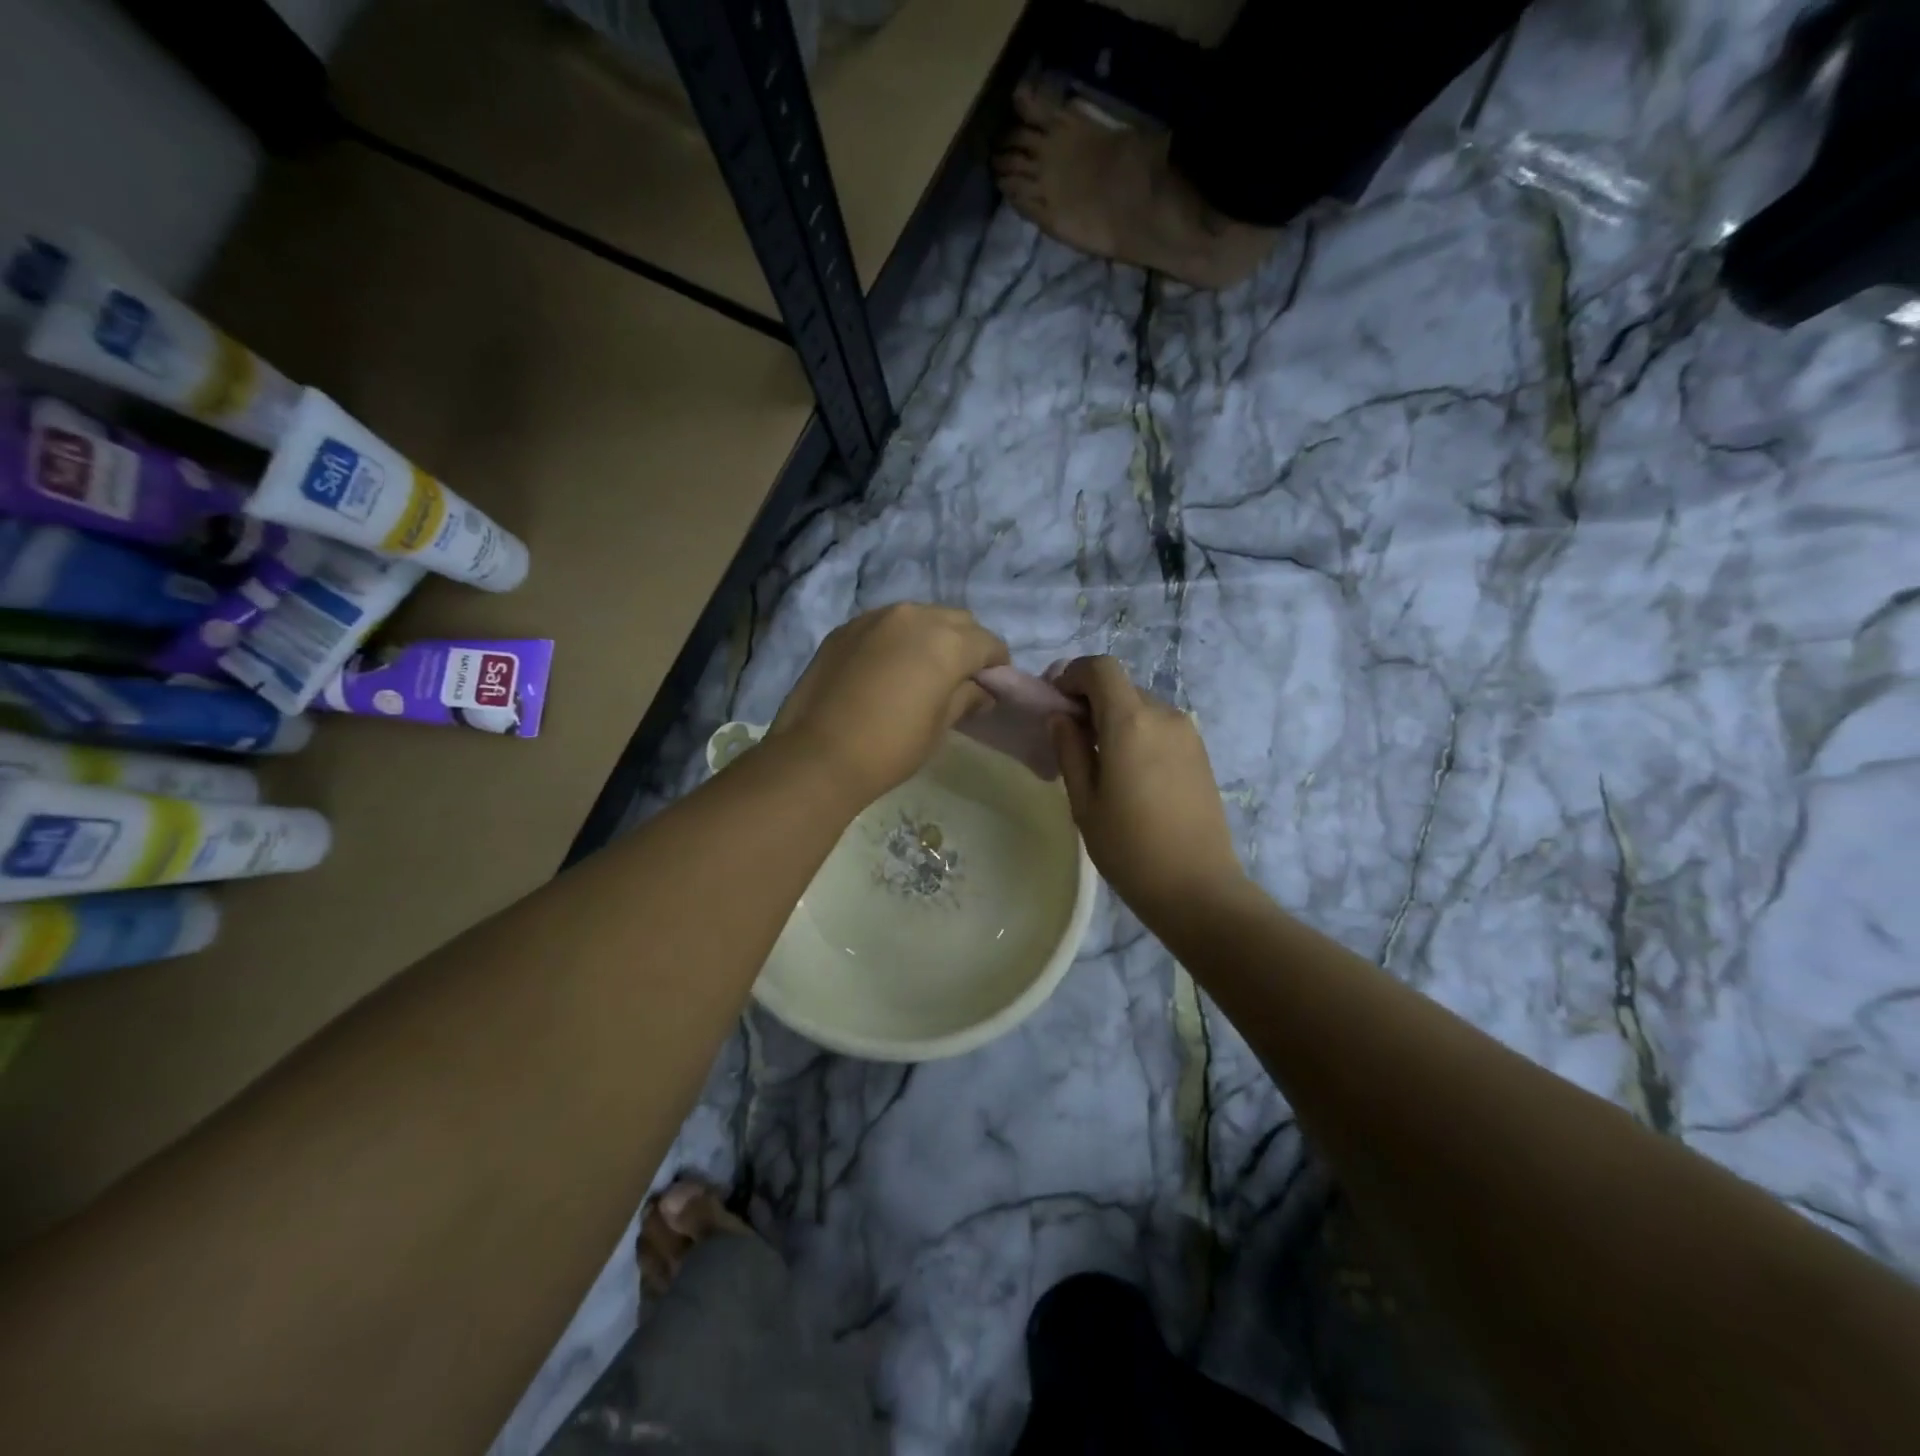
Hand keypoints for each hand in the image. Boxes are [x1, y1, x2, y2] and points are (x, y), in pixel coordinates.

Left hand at [770, 604, 1008, 808]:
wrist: (818, 755)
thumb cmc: (891, 747)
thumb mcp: (940, 727)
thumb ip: (966, 698)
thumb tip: (980, 691)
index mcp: (947, 642)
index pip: (988, 642)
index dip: (996, 665)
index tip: (991, 686)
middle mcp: (914, 616)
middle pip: (956, 620)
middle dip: (967, 643)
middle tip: (961, 677)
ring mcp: (876, 617)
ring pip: (919, 616)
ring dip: (931, 636)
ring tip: (923, 669)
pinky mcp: (846, 628)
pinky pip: (886, 624)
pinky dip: (898, 639)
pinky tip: (888, 667)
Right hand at [1048, 657, 1247, 926]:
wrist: (1197, 887)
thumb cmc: (1129, 848)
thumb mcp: (1084, 801)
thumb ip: (1069, 750)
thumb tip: (1060, 717)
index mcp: (1131, 722)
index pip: (1101, 668)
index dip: (1072, 675)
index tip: (1055, 703)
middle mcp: (1164, 715)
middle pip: (1120, 687)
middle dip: (1090, 701)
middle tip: (1070, 738)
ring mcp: (1187, 733)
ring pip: (1140, 707)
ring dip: (1114, 719)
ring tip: (1099, 762)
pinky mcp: (1199, 752)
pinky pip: (1159, 727)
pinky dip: (1137, 733)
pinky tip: (1129, 775)